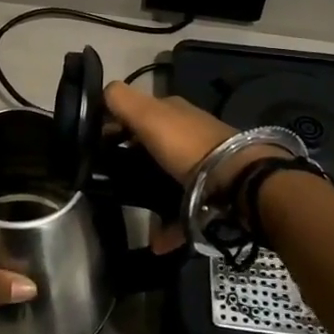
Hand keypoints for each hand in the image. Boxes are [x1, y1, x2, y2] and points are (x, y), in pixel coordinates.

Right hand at [104, 82, 287, 251]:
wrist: (239, 181)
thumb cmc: (187, 144)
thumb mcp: (148, 115)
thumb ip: (121, 100)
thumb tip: (100, 92)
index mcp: (172, 111)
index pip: (136, 111)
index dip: (113, 125)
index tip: (94, 146)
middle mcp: (187, 132)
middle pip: (150, 143)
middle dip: (130, 159)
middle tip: (108, 179)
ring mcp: (202, 162)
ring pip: (165, 175)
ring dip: (147, 192)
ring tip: (131, 210)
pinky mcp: (210, 191)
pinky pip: (182, 207)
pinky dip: (168, 223)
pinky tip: (157, 241)